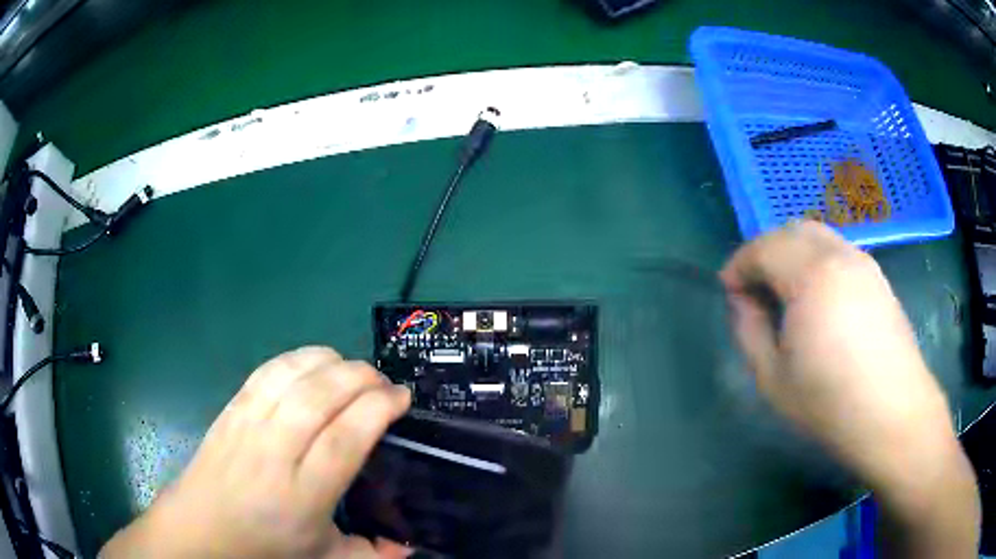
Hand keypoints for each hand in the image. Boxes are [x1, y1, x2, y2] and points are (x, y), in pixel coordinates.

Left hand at [100, 346, 411, 558]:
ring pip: (293, 373)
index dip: (378, 407)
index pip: (346, 436)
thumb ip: (371, 553)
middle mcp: (274, 451)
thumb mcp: (324, 558)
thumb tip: (410, 545)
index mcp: (303, 493)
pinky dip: (297, 359)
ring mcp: (248, 424)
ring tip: (352, 369)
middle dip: (361, 376)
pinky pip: (267, 370)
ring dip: (330, 361)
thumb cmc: (264, 546)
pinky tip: (314, 365)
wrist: (202, 529)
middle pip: (321, 395)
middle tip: (382, 383)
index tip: (401, 397)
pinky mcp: (231, 408)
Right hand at [721, 222, 978, 556]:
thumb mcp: (772, 378)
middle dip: (763, 252)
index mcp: (810, 275)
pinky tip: (817, 296)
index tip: (728, 291)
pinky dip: (815, 259)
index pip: (763, 248)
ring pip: (816, 234)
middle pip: (789, 230)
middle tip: (753, 289)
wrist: (893, 415)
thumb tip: (743, 301)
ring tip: (784, 291)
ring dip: (790, 252)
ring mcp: (862, 261)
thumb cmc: (830, 403)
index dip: (738, 265)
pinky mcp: (877, 276)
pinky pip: (837, 250)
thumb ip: (748, 330)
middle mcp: (838, 254)